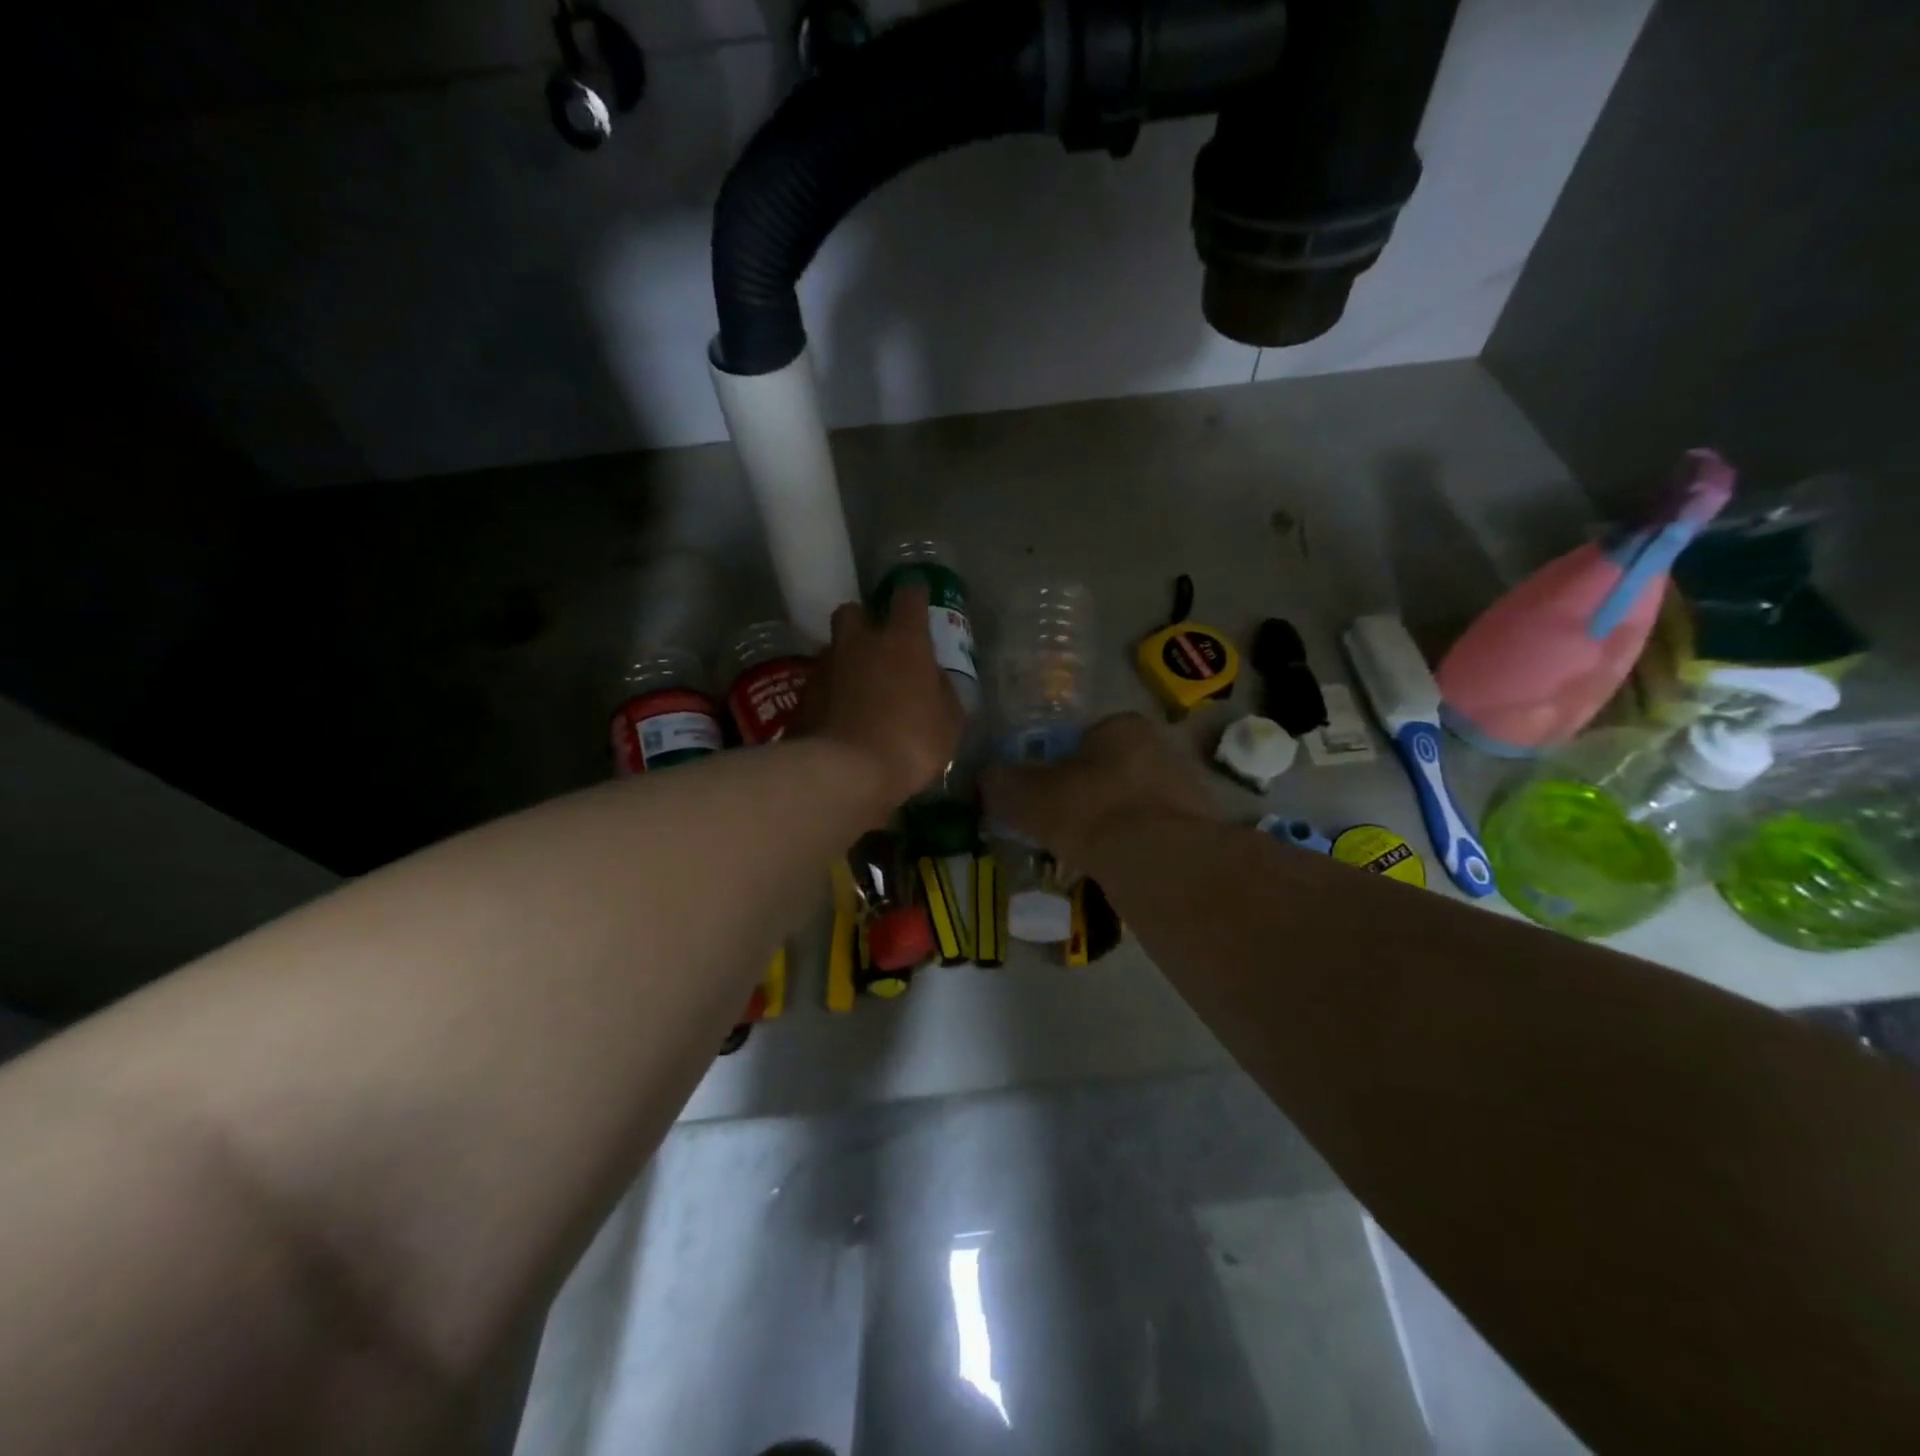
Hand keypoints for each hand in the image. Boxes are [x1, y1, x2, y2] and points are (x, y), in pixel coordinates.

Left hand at [802, 585, 963, 809]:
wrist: (844, 773)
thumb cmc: (910, 742)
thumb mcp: (949, 721)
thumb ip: (941, 690)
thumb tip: (931, 677)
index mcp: (902, 640)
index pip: (909, 596)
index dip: (915, 595)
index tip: (919, 599)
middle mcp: (860, 642)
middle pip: (854, 611)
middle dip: (865, 622)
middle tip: (878, 647)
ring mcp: (825, 667)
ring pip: (834, 648)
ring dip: (846, 660)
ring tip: (859, 690)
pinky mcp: (802, 695)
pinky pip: (821, 683)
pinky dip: (831, 693)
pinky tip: (841, 717)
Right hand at [983, 713, 1214, 870]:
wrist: (1158, 861)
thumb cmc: (1089, 811)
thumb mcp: (1029, 796)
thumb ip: (1004, 783)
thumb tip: (987, 778)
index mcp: (1122, 726)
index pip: (1084, 738)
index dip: (1058, 765)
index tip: (1045, 796)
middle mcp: (1160, 747)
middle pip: (1112, 770)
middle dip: (1089, 795)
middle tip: (1063, 827)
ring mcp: (1186, 789)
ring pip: (1134, 804)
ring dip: (1113, 824)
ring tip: (1088, 854)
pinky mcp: (1200, 830)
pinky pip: (1154, 835)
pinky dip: (1135, 849)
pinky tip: (1118, 870)